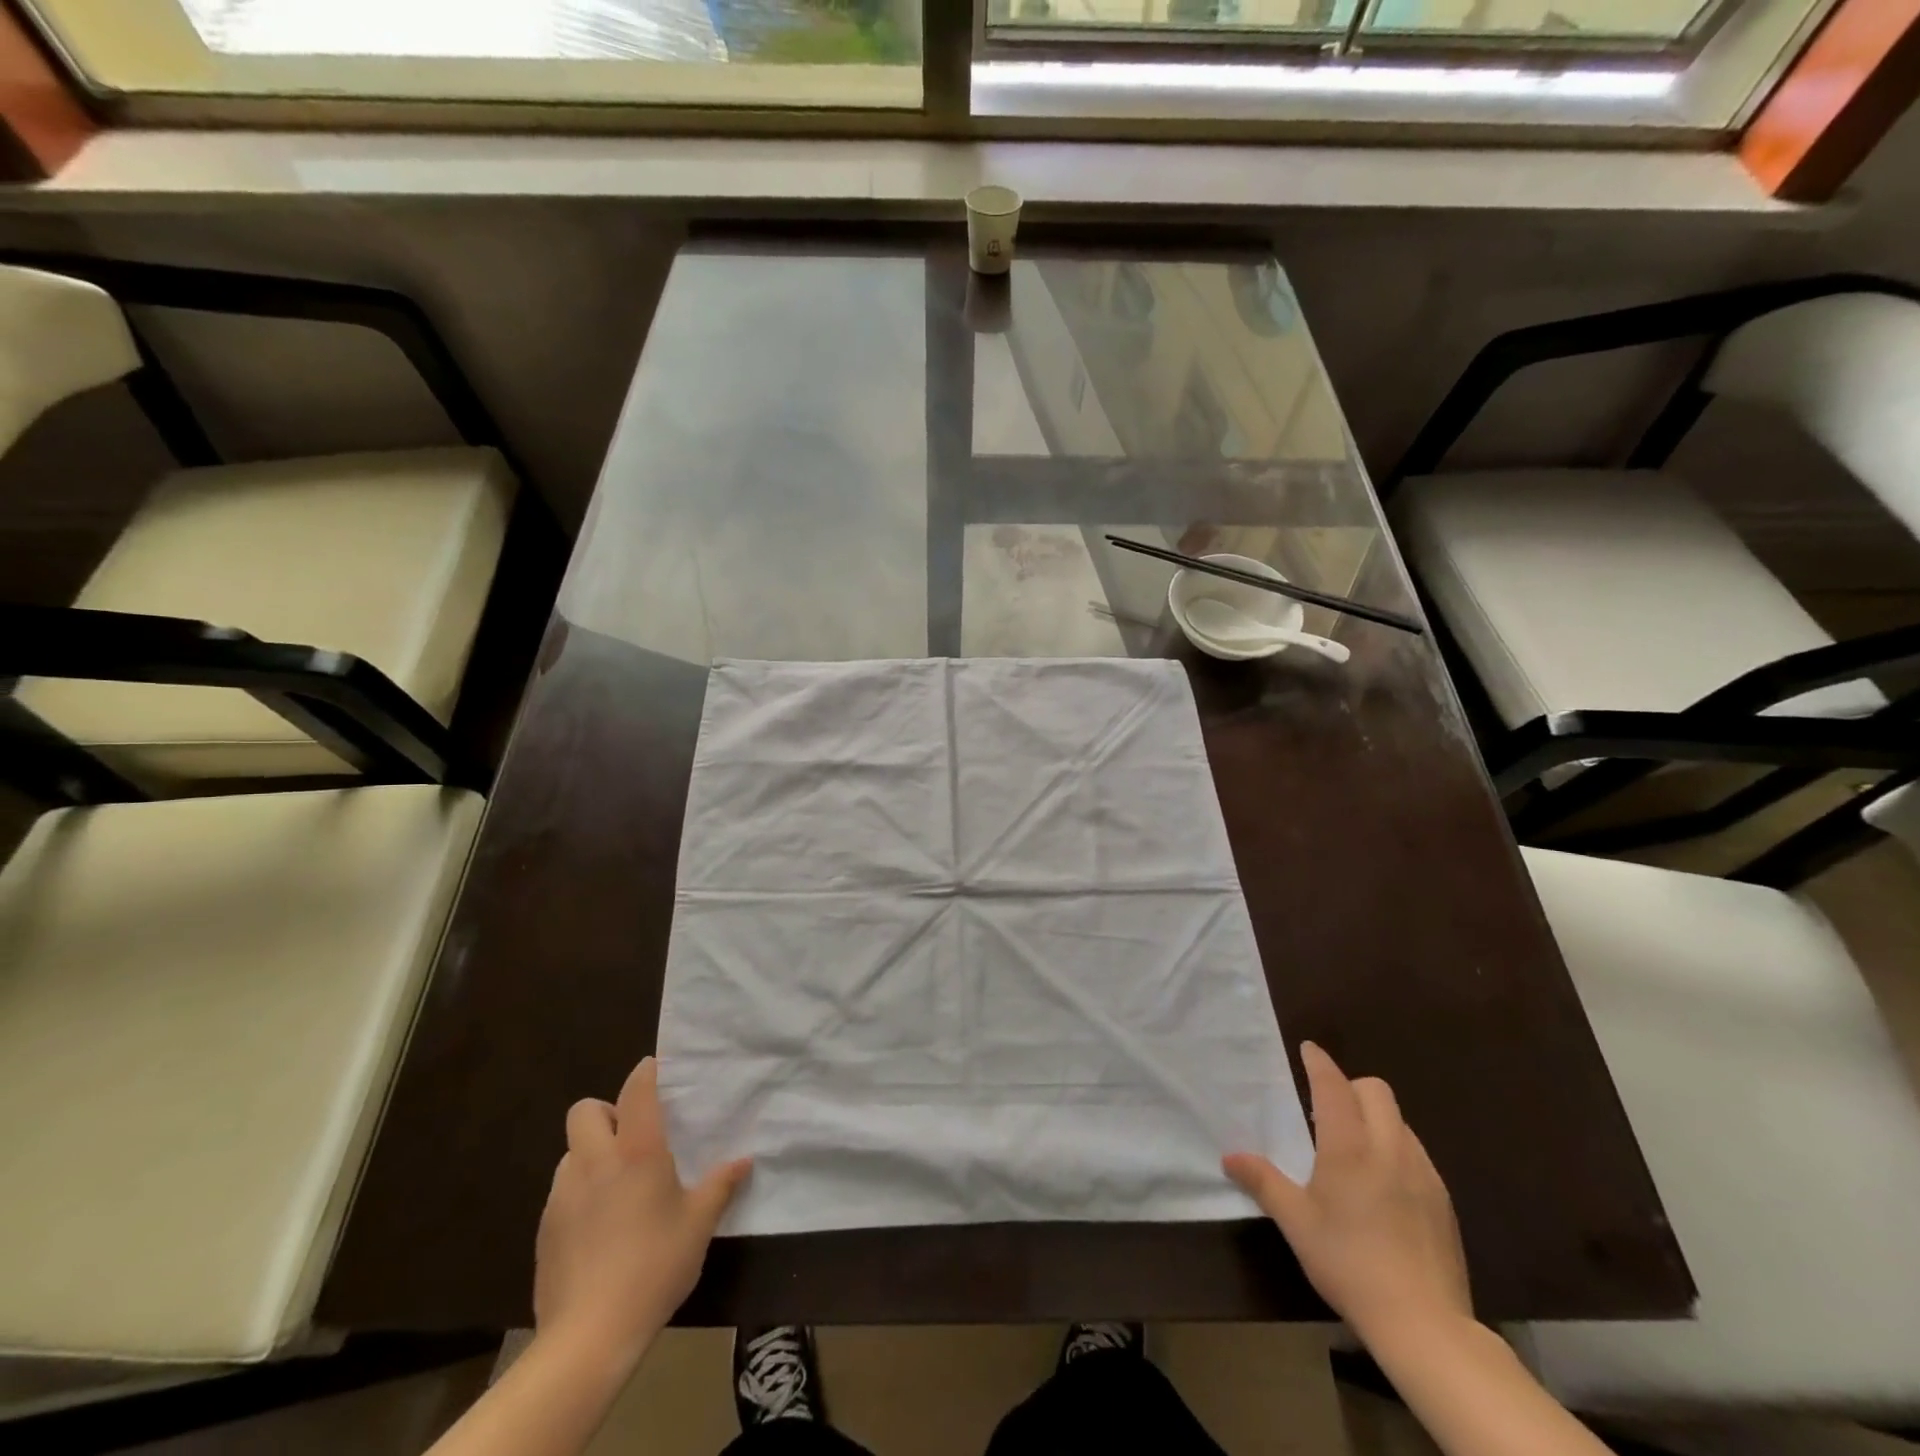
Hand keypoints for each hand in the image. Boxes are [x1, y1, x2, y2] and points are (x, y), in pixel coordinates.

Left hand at [533, 1057, 751, 1362]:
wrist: (588, 1336)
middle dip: (606, 1111)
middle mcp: (595, 1162)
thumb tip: (744, 1160)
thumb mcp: (699, 1225)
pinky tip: (599, 1225)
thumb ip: (720, 1186)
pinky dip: (579, 1191)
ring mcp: (563, 1195)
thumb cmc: (654, 1266)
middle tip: (632, 1136)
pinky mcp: (545, 1229)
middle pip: (585, 1111)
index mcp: (637, 1152)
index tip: (656, 1070)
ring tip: (616, 1184)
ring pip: (570, 1151)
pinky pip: (561, 1191)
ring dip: (591, 1153)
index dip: (645, 1073)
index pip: (636, 1091)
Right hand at [1224, 1041, 1470, 1342]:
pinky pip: (1416, 1152)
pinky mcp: (1443, 1200)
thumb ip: (1263, 1182)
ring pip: (1399, 1120)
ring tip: (1354, 1147)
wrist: (1425, 1324)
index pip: (1334, 1085)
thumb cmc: (1349, 1263)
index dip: (1320, 1063)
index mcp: (1350, 1146)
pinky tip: (1383, 1184)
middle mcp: (1389, 1147)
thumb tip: (1229, 1157)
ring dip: (1375, 1117)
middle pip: (1375, 1091)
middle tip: (1327, 1108)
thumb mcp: (1296, 1223)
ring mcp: (1423, 1173)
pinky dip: (1395, 1147)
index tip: (1308, 1049)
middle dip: (1350, 1086)